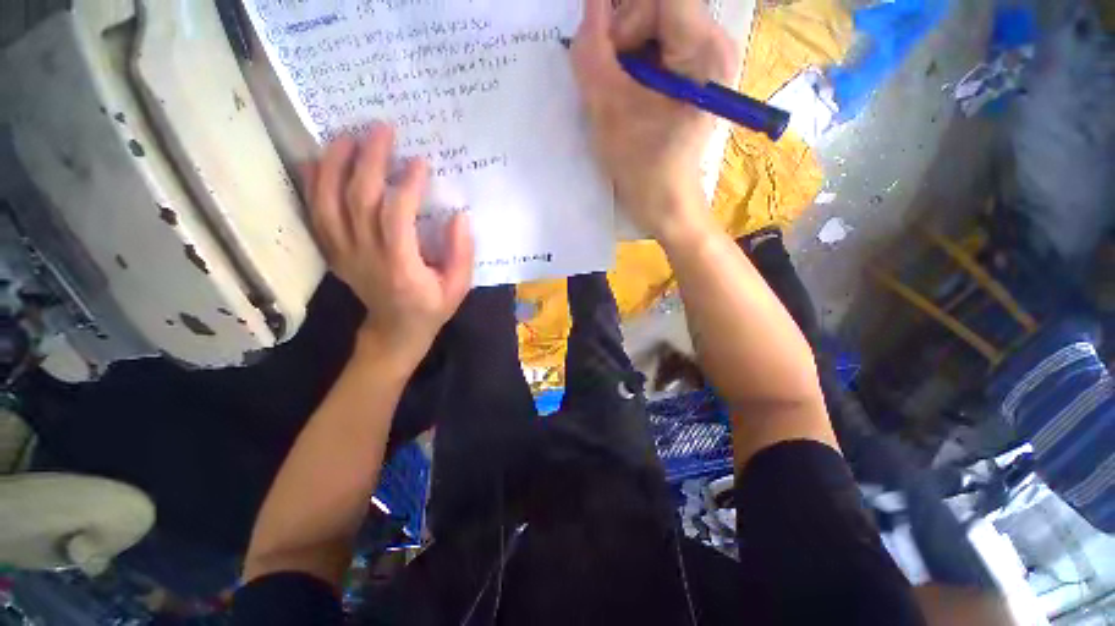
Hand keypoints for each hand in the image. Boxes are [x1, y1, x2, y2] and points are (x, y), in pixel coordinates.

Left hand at [305, 124, 473, 368]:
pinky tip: (319, 161)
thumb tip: (459, 216)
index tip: (420, 162)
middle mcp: (366, 256)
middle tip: (382, 130)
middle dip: (369, 160)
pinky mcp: (334, 252)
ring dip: (335, 165)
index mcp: (401, 267)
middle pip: (358, 200)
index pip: (396, 218)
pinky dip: (313, 185)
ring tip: (346, 135)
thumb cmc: (431, 308)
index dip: (407, 186)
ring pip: (328, 202)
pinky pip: (315, 214)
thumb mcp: (458, 287)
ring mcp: (344, 253)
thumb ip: (462, 253)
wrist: (395, 330)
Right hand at [571, 0, 736, 244]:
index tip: (605, 57)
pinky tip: (628, 98)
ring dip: (625, 57)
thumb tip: (589, 7)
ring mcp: (704, 61)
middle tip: (609, 83)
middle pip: (657, 8)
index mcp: (702, 49)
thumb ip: (593, 52)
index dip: (622, 18)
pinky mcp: (693, 77)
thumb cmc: (643, 166)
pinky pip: (657, 50)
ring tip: (618, 97)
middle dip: (624, 39)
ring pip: (654, 29)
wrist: (665, 205)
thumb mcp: (610, 110)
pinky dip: (634, 68)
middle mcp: (713, 44)